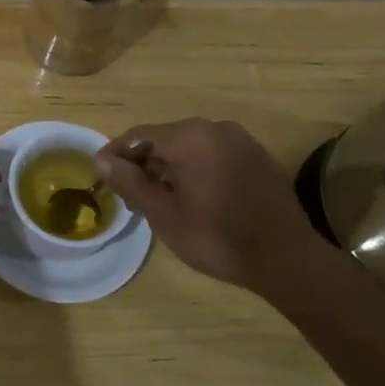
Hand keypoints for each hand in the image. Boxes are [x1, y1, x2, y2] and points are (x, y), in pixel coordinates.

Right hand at [94, 119, 322, 289]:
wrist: (285, 258)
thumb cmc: (216, 237)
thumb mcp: (164, 213)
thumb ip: (130, 182)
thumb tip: (101, 160)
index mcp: (189, 137)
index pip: (139, 136)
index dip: (115, 154)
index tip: (99, 174)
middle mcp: (215, 128)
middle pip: (165, 138)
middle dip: (143, 161)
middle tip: (128, 192)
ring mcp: (241, 140)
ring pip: (191, 146)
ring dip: (169, 166)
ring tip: (157, 198)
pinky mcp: (257, 157)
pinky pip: (214, 154)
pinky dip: (196, 168)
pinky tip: (193, 196)